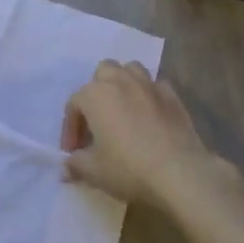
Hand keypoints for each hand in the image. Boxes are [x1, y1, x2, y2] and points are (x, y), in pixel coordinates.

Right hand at [61, 60, 217, 207]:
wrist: (178, 172)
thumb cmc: (128, 168)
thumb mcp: (94, 171)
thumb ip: (75, 165)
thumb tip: (66, 168)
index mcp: (96, 94)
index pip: (75, 104)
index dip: (71, 128)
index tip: (74, 152)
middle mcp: (121, 81)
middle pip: (103, 73)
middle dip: (96, 92)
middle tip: (97, 121)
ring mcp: (149, 85)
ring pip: (130, 70)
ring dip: (123, 84)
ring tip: (122, 110)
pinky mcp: (172, 95)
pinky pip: (155, 86)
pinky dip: (149, 95)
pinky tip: (149, 115)